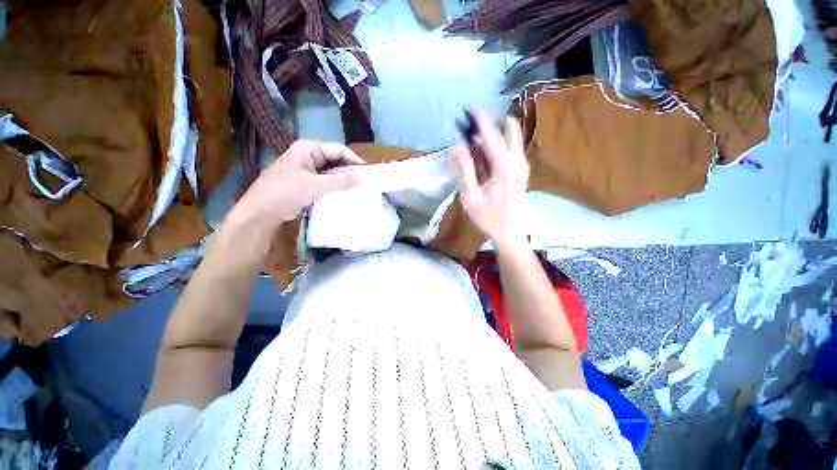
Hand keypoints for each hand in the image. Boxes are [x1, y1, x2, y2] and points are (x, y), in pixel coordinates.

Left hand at [234, 140, 363, 228]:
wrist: (260, 212)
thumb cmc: (285, 193)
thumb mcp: (315, 185)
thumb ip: (340, 180)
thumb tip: (362, 177)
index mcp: (308, 149)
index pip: (338, 150)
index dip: (354, 160)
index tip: (368, 173)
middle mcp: (308, 155)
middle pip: (335, 160)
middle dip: (349, 171)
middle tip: (365, 183)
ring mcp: (306, 169)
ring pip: (331, 172)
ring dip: (343, 180)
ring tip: (358, 189)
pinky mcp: (305, 182)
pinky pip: (325, 181)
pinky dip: (334, 186)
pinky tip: (344, 194)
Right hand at [452, 110, 529, 250]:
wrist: (511, 234)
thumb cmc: (489, 218)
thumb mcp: (471, 196)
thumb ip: (464, 170)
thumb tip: (456, 146)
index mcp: (504, 166)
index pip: (491, 135)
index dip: (481, 119)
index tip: (471, 107)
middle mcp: (517, 161)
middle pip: (509, 130)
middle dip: (491, 125)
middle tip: (472, 132)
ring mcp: (522, 166)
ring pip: (510, 140)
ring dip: (493, 138)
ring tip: (473, 151)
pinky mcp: (522, 172)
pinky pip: (511, 151)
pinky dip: (497, 148)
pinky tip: (483, 162)